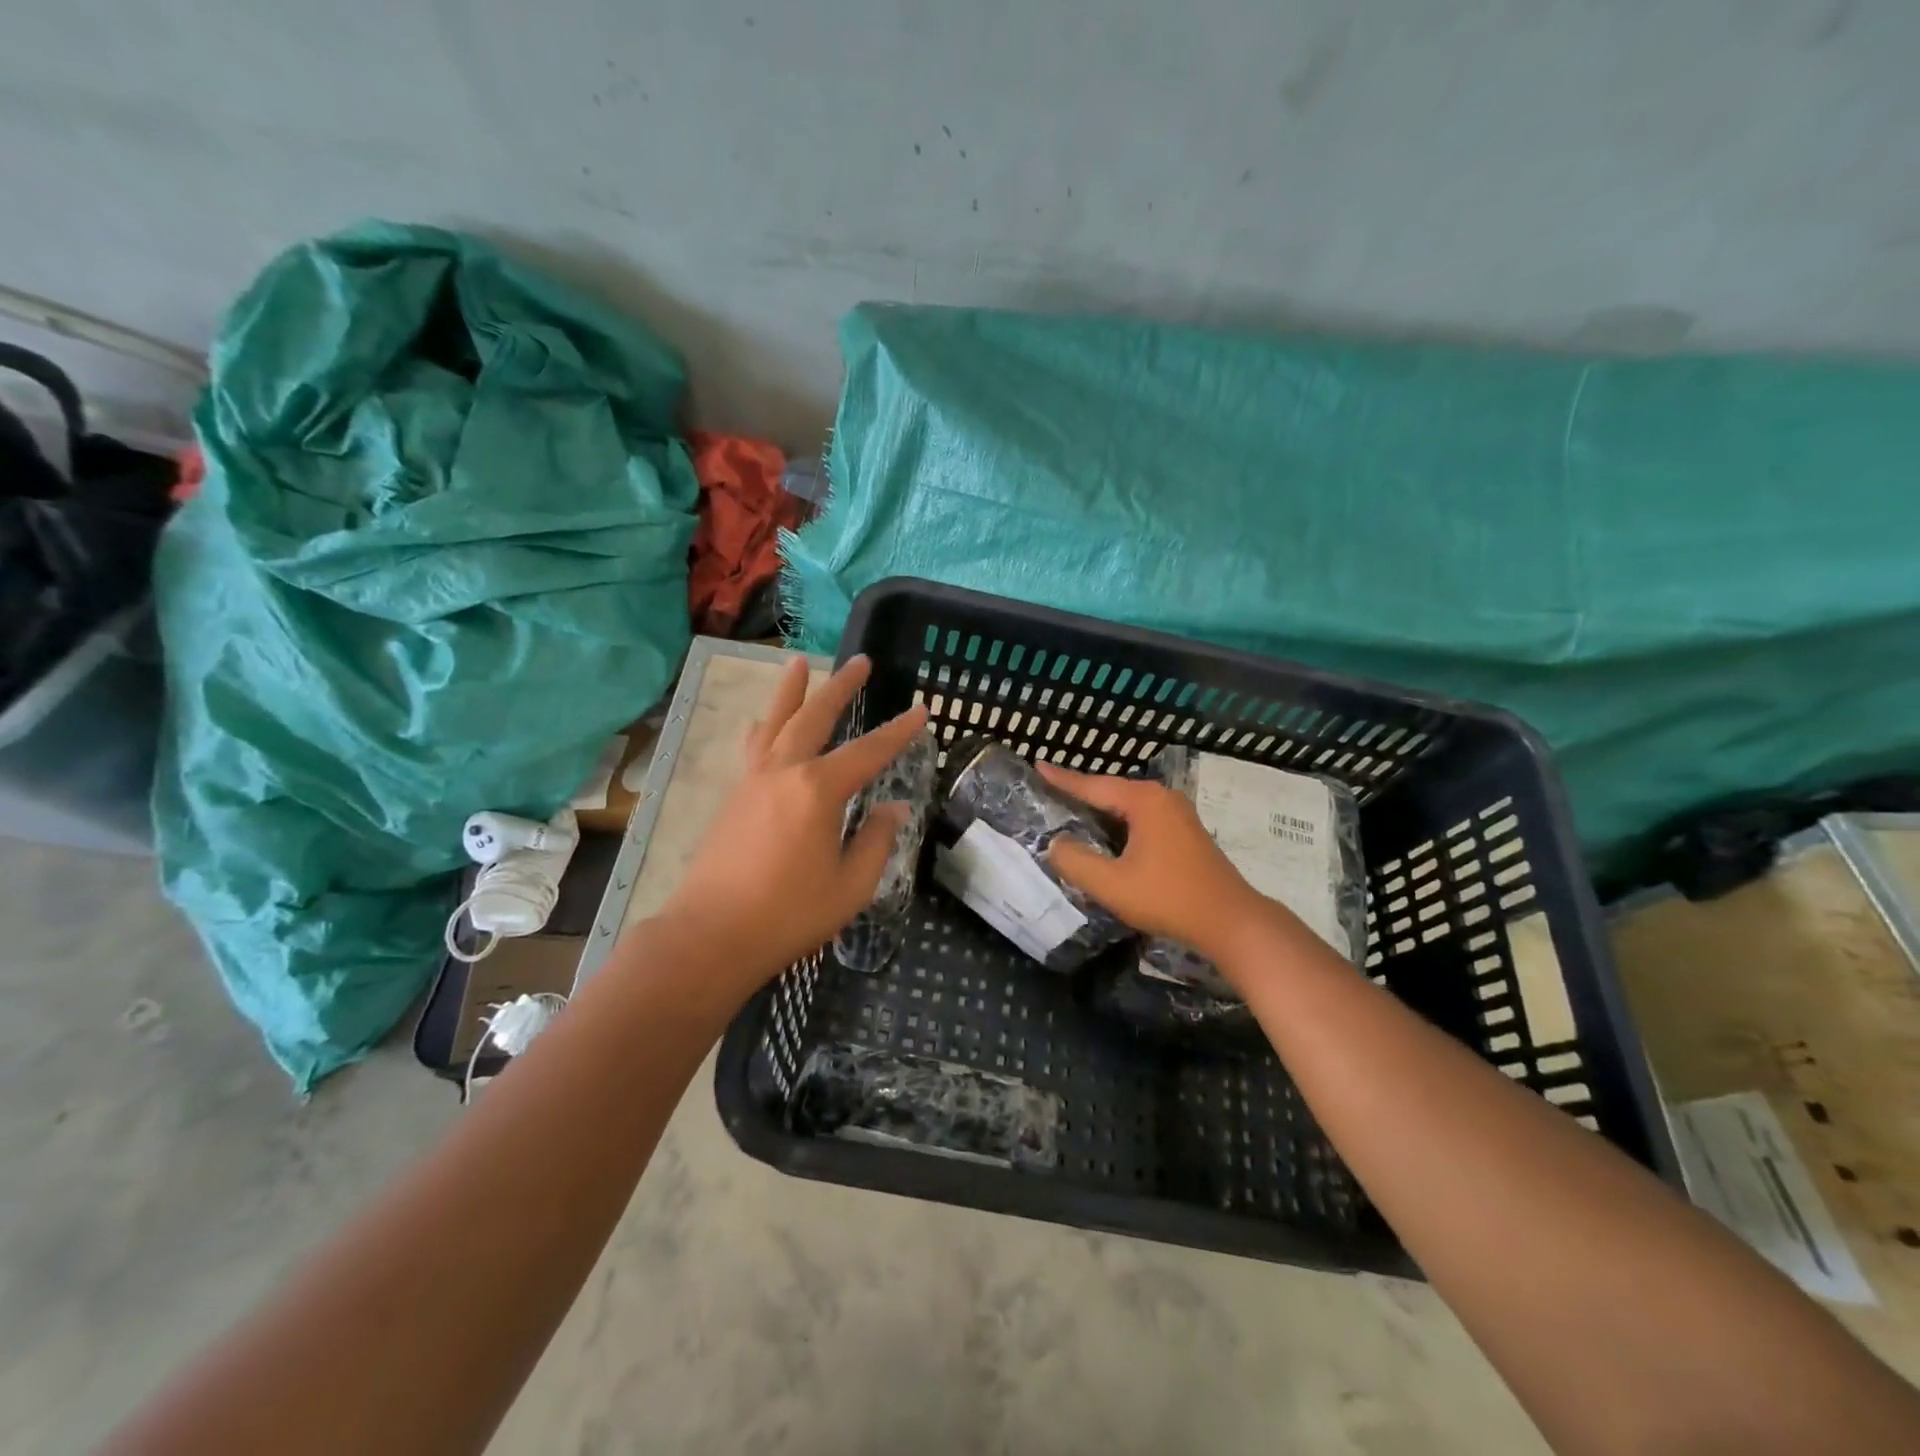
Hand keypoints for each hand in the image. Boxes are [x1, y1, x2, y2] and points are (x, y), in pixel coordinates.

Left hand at [657, 654, 928, 999]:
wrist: (711, 936)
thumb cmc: (788, 915)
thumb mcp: (850, 885)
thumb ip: (875, 841)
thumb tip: (893, 808)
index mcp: (817, 791)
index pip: (868, 752)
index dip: (898, 732)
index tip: (920, 710)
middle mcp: (783, 772)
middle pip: (814, 717)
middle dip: (840, 687)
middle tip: (861, 660)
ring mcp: (752, 781)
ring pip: (774, 722)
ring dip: (791, 691)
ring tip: (799, 662)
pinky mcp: (733, 797)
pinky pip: (752, 747)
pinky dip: (763, 726)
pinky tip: (761, 723)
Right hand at [1037, 761, 1281, 970]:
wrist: (1230, 922)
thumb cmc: (1168, 898)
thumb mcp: (1111, 884)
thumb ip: (1076, 862)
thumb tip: (1055, 844)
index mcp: (1144, 801)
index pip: (1093, 785)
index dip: (1062, 779)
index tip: (1037, 766)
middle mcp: (1162, 798)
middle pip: (1111, 792)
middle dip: (1080, 793)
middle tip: (1048, 792)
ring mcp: (1178, 814)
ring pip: (1128, 807)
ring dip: (1100, 811)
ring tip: (1069, 811)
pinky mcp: (1185, 833)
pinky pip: (1142, 819)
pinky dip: (1119, 824)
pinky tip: (1105, 836)